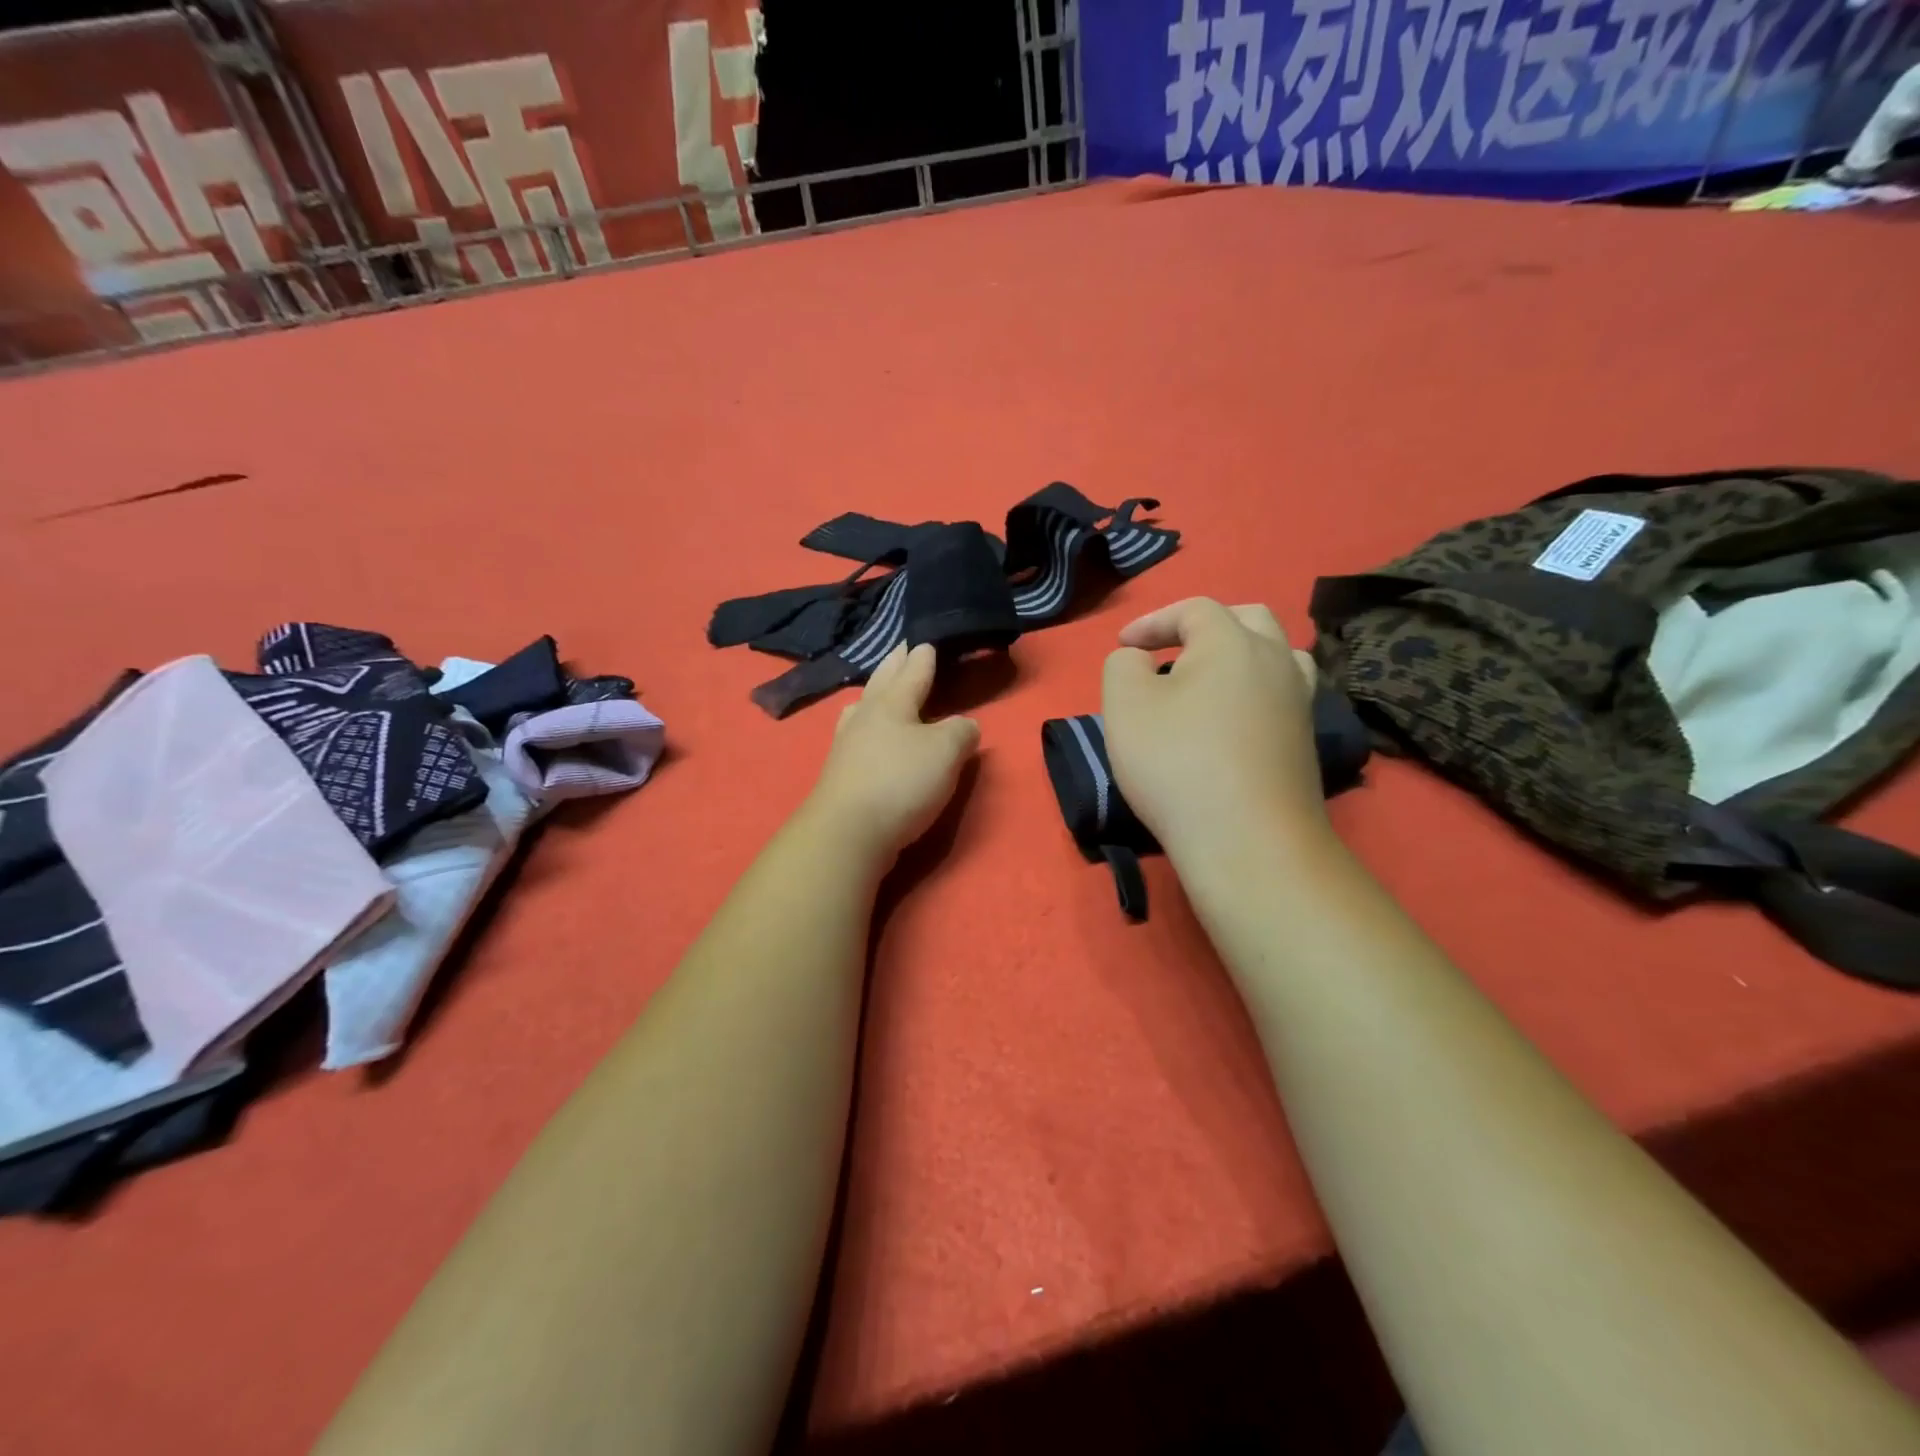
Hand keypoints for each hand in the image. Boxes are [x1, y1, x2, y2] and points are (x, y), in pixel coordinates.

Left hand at [809, 643, 980, 858]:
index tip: (926, 641)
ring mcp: (847, 744)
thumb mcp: (946, 752)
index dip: (923, 656)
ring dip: (874, 694)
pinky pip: (856, 734)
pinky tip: (866, 735)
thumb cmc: (901, 782)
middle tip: (901, 650)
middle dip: (894, 665)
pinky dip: (866, 725)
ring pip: (863, 708)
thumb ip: (960, 732)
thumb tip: (963, 726)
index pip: (912, 671)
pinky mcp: (840, 772)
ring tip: (879, 689)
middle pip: (881, 683)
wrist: (848, 832)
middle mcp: (866, 716)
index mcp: (892, 703)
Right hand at [1101, 599, 1325, 860]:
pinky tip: (1232, 717)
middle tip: (1172, 648)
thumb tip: (1140, 660)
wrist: (1248, 840)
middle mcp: (1276, 660)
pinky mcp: (1305, 740)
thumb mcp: (1125, 706)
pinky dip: (1253, 690)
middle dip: (1204, 626)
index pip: (1193, 610)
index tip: (1123, 646)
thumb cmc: (1177, 764)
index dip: (1153, 621)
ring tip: (1209, 678)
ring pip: (1276, 655)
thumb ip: (1123, 665)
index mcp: (1233, 642)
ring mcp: (1299, 701)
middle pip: (1248, 619)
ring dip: (1239, 654)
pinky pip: (1281, 693)